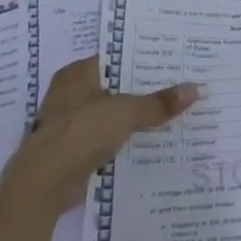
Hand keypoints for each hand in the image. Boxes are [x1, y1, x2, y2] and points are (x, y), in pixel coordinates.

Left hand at [0, 58, 197, 218]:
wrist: (44, 183)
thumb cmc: (80, 132)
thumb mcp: (125, 112)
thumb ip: (158, 103)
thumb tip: (196, 89)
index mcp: (78, 73)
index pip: (117, 58)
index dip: (145, 59)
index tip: (175, 62)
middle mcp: (72, 93)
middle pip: (117, 87)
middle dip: (146, 90)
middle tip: (183, 86)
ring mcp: (71, 122)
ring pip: (113, 114)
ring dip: (137, 117)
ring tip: (175, 114)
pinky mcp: (74, 149)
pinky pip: (108, 138)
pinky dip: (126, 140)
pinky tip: (153, 142)